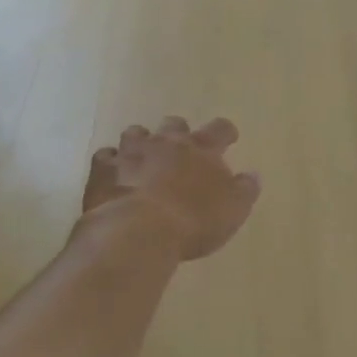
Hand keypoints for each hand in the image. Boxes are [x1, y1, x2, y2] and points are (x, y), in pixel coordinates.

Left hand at [83, 117, 261, 260]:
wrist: (137, 231)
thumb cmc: (193, 221)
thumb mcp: (232, 210)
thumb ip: (245, 190)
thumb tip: (253, 175)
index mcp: (201, 149)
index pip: (219, 129)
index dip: (225, 133)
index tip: (228, 138)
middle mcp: (166, 142)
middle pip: (174, 125)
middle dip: (179, 133)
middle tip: (181, 149)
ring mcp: (131, 152)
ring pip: (136, 133)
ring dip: (141, 143)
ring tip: (143, 157)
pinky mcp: (103, 169)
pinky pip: (105, 157)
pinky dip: (111, 163)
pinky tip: (113, 175)